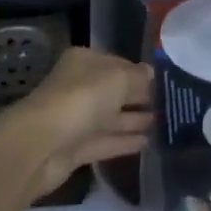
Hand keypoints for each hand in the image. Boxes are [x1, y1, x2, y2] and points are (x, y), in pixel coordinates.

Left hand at [0, 48, 152, 198]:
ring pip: (110, 117)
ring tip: (163, 123)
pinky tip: (148, 143)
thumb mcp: (118, 79)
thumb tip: (151, 73)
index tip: (164, 82)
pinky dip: (125, 141)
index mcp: (84, 62)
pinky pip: (106, 141)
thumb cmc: (81, 99)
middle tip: (169, 104)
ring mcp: (76, 119)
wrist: (41, 146)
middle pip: (113, 90)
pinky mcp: (76, 148)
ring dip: (134, 120)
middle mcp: (79, 87)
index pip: (117, 63)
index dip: (139, 72)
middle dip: (138, 96)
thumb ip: (137, 77)